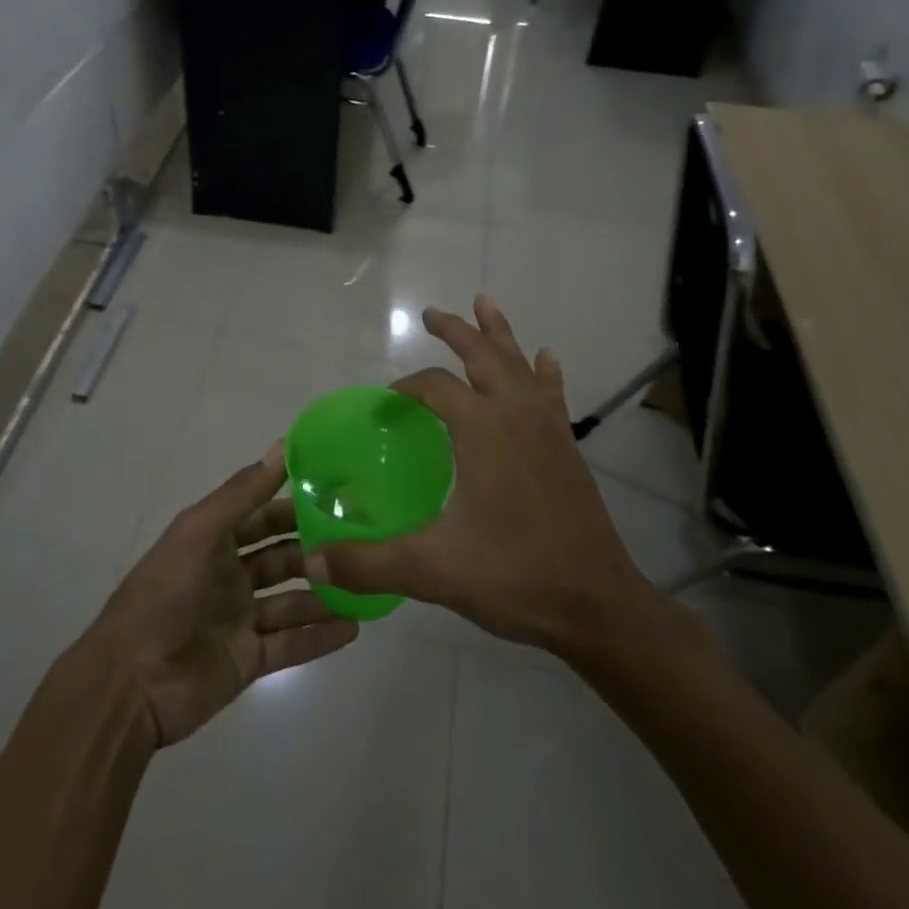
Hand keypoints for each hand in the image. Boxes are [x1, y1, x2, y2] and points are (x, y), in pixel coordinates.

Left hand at [84, 446, 358, 745]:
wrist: (130, 685)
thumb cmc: (164, 595)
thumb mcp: (200, 532)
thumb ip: (243, 493)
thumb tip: (282, 445)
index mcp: (213, 541)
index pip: (262, 515)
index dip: (295, 504)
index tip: (339, 494)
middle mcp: (228, 575)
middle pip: (281, 557)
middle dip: (316, 549)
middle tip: (362, 541)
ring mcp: (239, 619)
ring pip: (291, 600)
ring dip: (324, 593)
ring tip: (367, 585)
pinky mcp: (247, 660)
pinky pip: (291, 644)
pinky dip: (320, 637)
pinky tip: (354, 629)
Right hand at [305, 296, 697, 668]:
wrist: (597, 606)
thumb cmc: (515, 576)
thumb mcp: (433, 570)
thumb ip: (368, 563)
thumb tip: (312, 563)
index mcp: (482, 430)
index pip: (435, 387)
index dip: (406, 387)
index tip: (385, 403)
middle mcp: (515, 415)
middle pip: (482, 356)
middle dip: (454, 331)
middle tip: (431, 313)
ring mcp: (547, 429)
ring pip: (519, 365)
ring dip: (498, 334)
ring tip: (485, 303)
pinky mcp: (566, 448)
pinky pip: (552, 393)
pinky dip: (544, 371)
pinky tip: (546, 357)